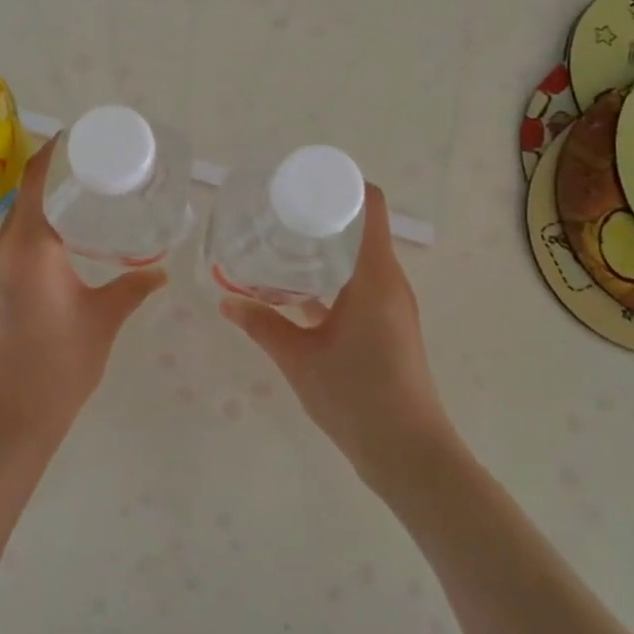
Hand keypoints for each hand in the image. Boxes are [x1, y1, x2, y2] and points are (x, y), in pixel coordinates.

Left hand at [0, 137, 167, 453]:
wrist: (4, 421)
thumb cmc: (57, 366)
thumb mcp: (102, 321)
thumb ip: (132, 288)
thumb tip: (160, 272)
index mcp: (28, 246)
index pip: (35, 180)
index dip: (54, 152)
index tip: (80, 137)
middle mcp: (1, 249)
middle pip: (25, 196)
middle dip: (56, 178)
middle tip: (98, 171)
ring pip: (17, 222)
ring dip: (45, 208)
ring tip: (85, 203)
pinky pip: (12, 246)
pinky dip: (36, 233)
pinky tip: (65, 245)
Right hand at [219, 184, 456, 493]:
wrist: (408, 454)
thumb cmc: (356, 396)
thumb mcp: (299, 358)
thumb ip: (262, 326)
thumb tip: (225, 302)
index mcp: (374, 276)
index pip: (370, 205)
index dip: (341, 183)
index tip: (302, 180)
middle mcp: (389, 282)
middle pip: (362, 227)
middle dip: (322, 214)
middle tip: (277, 211)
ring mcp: (392, 305)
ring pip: (359, 258)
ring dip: (326, 247)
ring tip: (281, 244)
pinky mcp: (388, 326)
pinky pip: (360, 285)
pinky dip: (332, 278)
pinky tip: (297, 292)